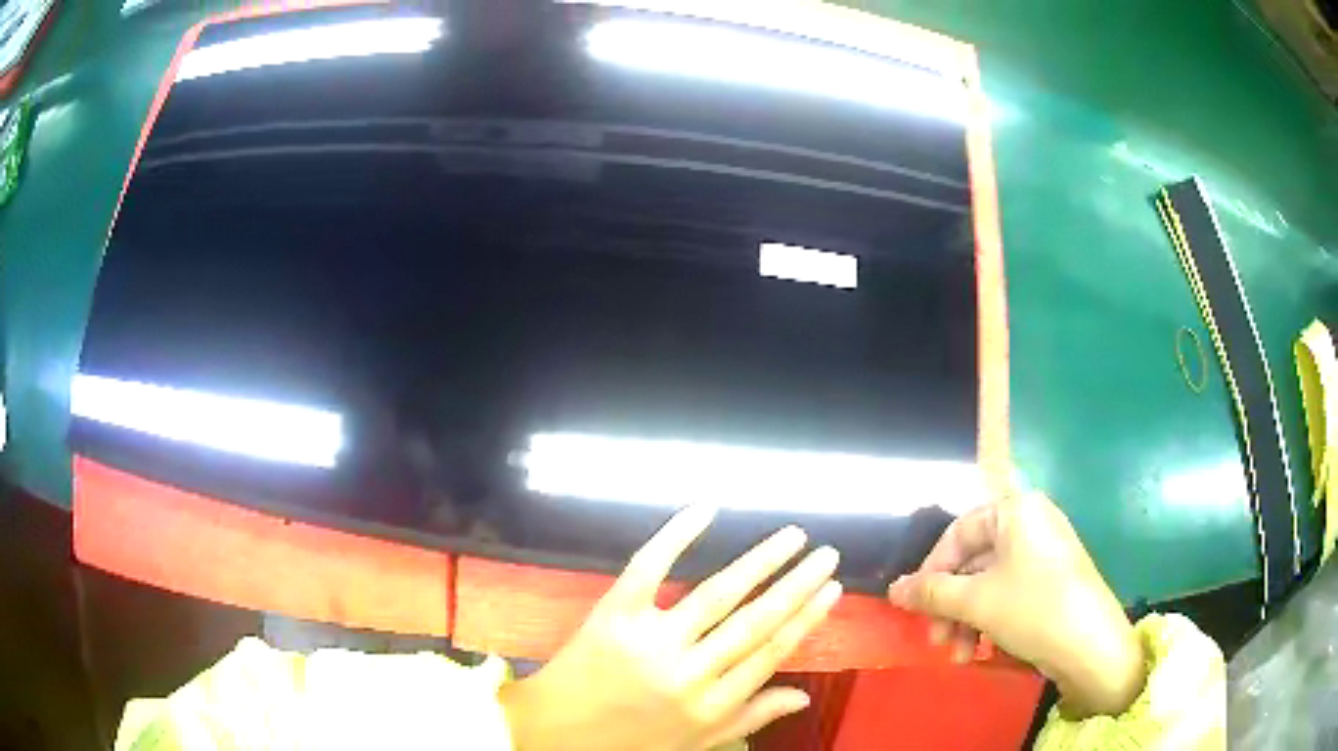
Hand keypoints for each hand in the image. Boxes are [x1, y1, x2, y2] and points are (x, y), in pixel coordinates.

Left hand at [501, 506, 842, 750]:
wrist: (554, 734)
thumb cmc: (628, 743)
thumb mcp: (696, 742)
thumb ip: (750, 717)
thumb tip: (804, 696)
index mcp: (711, 705)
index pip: (771, 653)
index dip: (806, 618)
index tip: (832, 588)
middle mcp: (689, 673)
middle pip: (755, 621)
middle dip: (797, 584)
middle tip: (827, 553)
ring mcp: (650, 641)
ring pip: (717, 594)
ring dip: (760, 561)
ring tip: (792, 536)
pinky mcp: (613, 614)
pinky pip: (648, 568)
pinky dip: (675, 536)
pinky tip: (706, 511)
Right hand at [887, 491, 1145, 717]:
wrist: (1091, 645)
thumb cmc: (1033, 608)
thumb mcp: (976, 601)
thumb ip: (931, 592)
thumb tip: (893, 588)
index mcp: (1016, 511)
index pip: (957, 533)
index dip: (930, 571)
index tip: (913, 607)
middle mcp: (1031, 523)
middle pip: (972, 561)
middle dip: (949, 605)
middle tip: (936, 640)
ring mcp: (1043, 553)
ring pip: (988, 583)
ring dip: (966, 620)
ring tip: (961, 656)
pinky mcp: (1051, 581)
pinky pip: (1008, 593)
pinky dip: (989, 621)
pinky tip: (981, 651)